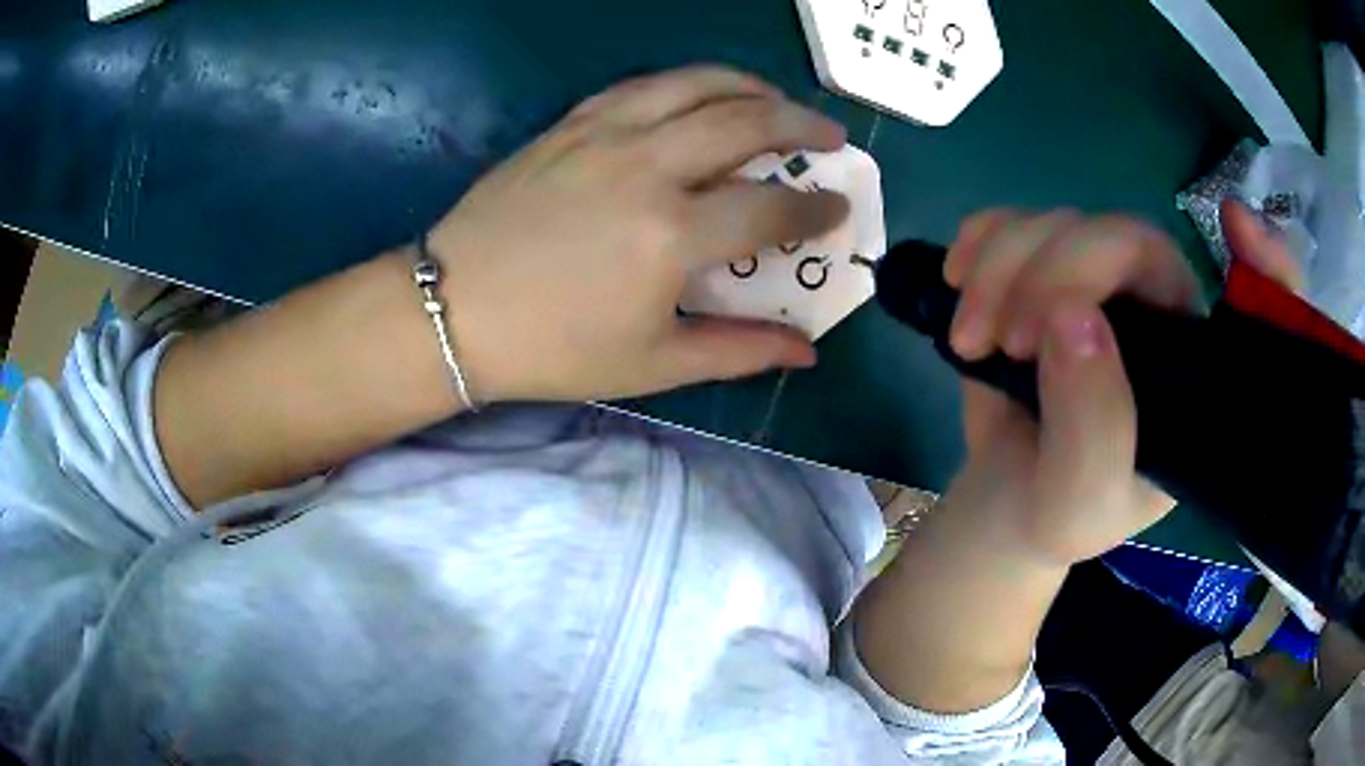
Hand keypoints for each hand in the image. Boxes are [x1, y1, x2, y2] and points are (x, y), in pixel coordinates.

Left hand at [426, 66, 848, 404]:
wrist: (455, 308)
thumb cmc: (553, 347)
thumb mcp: (653, 363)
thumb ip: (739, 351)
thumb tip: (805, 351)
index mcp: (672, 234)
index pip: (771, 208)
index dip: (816, 209)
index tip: (838, 209)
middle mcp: (648, 167)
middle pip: (747, 123)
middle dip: (803, 126)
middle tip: (830, 137)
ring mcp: (606, 134)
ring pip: (697, 84)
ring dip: (751, 87)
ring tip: (778, 102)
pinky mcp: (572, 123)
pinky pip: (644, 85)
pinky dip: (687, 83)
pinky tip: (701, 95)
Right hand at [940, 199, 1299, 569]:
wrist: (1007, 499)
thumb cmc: (1061, 512)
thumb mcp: (1084, 502)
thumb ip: (1096, 427)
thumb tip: (1072, 316)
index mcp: (1194, 369)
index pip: (1254, 303)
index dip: (1264, 258)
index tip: (1234, 222)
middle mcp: (1160, 311)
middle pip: (1125, 236)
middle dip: (1054, 272)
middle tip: (1009, 340)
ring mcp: (1099, 282)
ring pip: (1058, 220)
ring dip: (999, 268)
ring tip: (972, 337)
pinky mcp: (1044, 270)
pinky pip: (1014, 218)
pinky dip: (979, 240)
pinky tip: (958, 278)